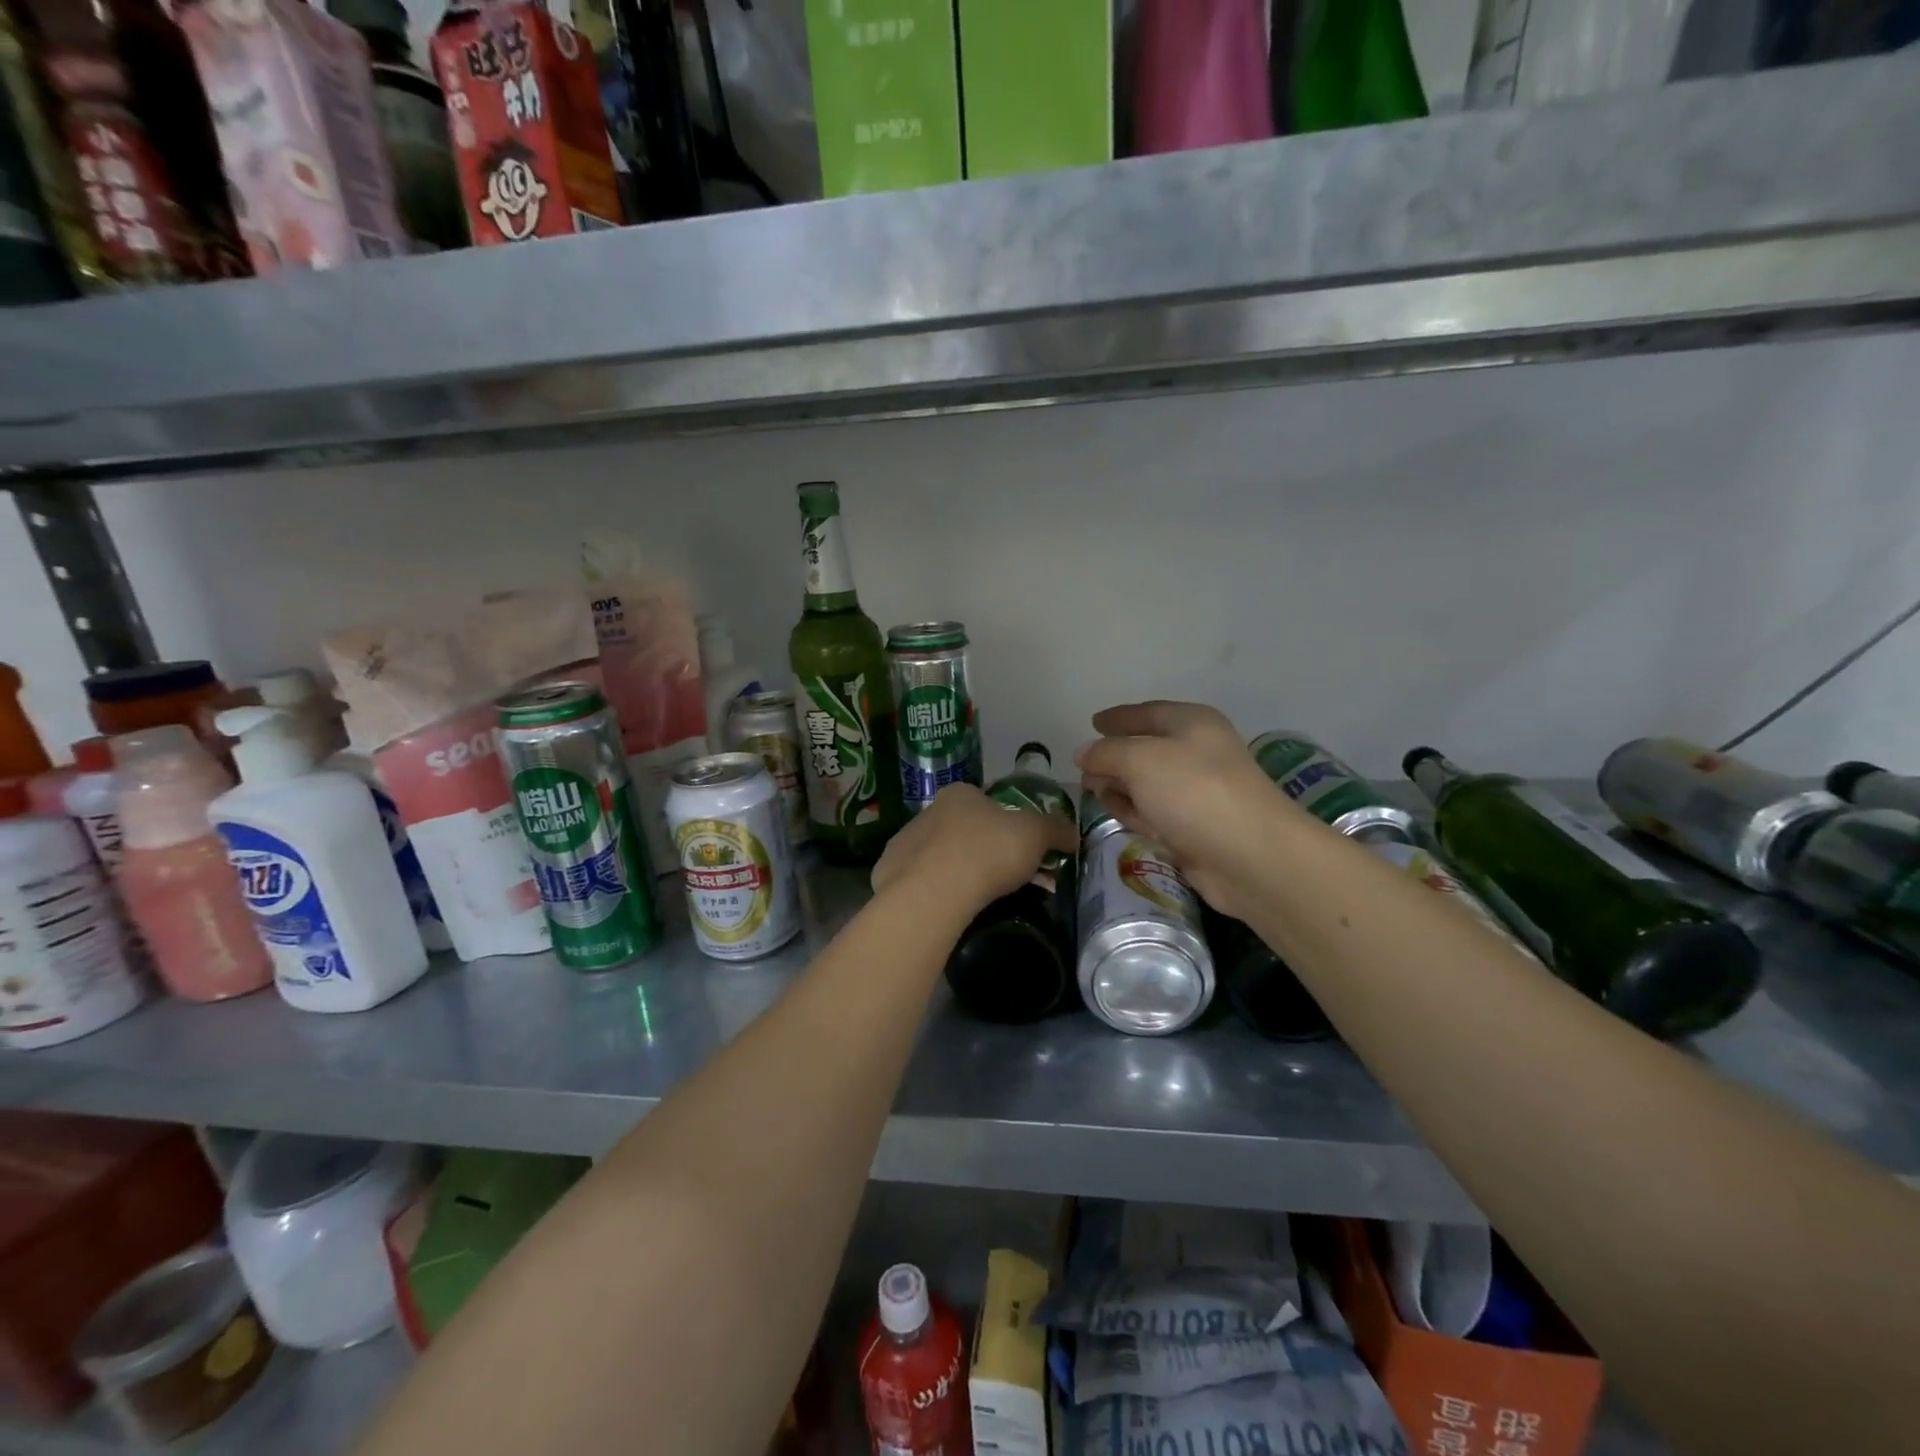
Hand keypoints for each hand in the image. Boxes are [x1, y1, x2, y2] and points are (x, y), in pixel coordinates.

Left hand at [871, 784, 1079, 914]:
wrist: (932, 892)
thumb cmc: (987, 852)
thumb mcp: (1035, 835)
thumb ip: (1056, 830)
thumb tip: (1073, 834)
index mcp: (960, 794)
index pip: (990, 804)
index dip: (1011, 826)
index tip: (1025, 852)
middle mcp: (929, 812)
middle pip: (967, 831)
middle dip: (989, 853)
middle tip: (1010, 880)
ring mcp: (905, 842)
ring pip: (943, 857)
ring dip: (963, 873)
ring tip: (983, 900)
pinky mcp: (890, 874)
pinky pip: (923, 882)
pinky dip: (939, 892)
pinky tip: (953, 909)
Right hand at [1075, 701, 1302, 918]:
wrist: (1249, 856)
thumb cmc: (1194, 792)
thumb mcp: (1140, 760)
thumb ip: (1106, 753)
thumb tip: (1083, 754)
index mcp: (1191, 724)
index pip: (1147, 712)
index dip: (1119, 717)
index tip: (1093, 722)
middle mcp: (1196, 753)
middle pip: (1146, 749)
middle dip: (1114, 757)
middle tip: (1084, 769)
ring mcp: (1196, 793)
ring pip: (1147, 784)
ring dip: (1120, 787)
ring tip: (1094, 792)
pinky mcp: (1193, 828)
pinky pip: (1155, 812)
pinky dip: (1136, 812)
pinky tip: (1119, 815)